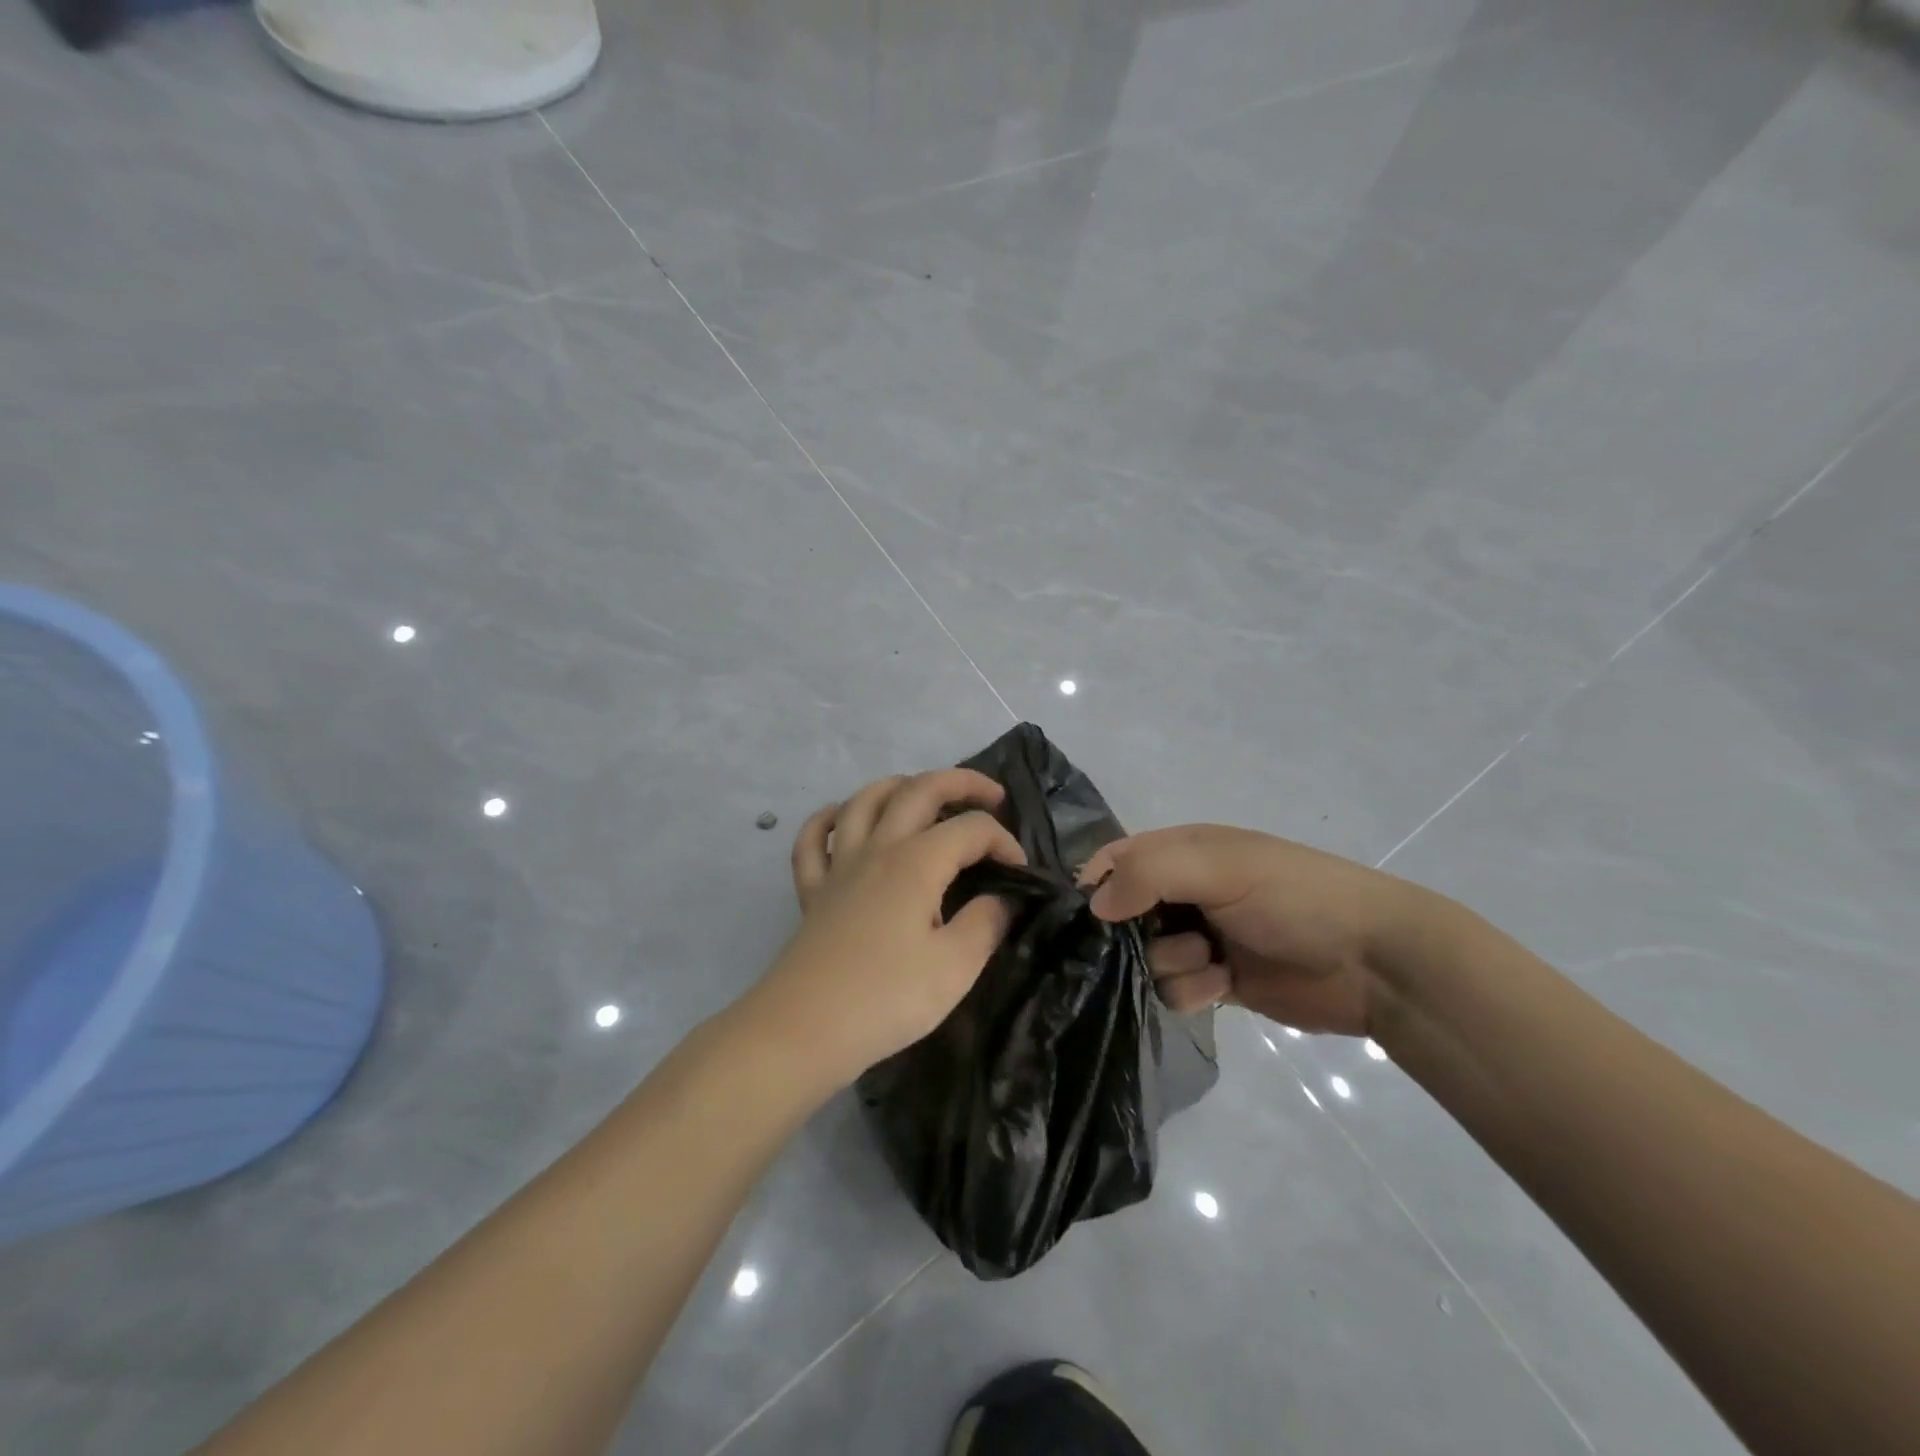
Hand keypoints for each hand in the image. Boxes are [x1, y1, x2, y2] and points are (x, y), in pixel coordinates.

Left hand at [746, 769, 1025, 1090]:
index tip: (1020, 873)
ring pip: (865, 800)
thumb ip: (985, 924)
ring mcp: (839, 865)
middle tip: (991, 795)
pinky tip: (843, 820)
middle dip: (961, 782)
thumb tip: (1000, 898)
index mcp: (917, 862)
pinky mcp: (812, 889)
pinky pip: (813, 838)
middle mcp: (878, 848)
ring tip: (923, 794)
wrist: (804, 1029)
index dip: (1003, 841)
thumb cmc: (886, 999)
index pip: (971, 829)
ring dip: (899, 786)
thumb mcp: (955, 968)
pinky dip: (828, 818)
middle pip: (918, 790)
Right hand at [1082, 825, 1423, 1036]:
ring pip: (1146, 957)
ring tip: (1213, 962)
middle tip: (1162, 939)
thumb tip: (1093, 904)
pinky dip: (1191, 991)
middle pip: (1123, 916)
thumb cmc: (1294, 898)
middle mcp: (1185, 891)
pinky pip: (1173, 990)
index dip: (1096, 885)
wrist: (1374, 962)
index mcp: (1183, 850)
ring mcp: (1201, 937)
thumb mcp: (1220, 868)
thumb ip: (1149, 874)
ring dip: (1172, 964)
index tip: (1091, 919)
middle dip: (1133, 935)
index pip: (1116, 860)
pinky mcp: (1216, 981)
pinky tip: (1224, 986)